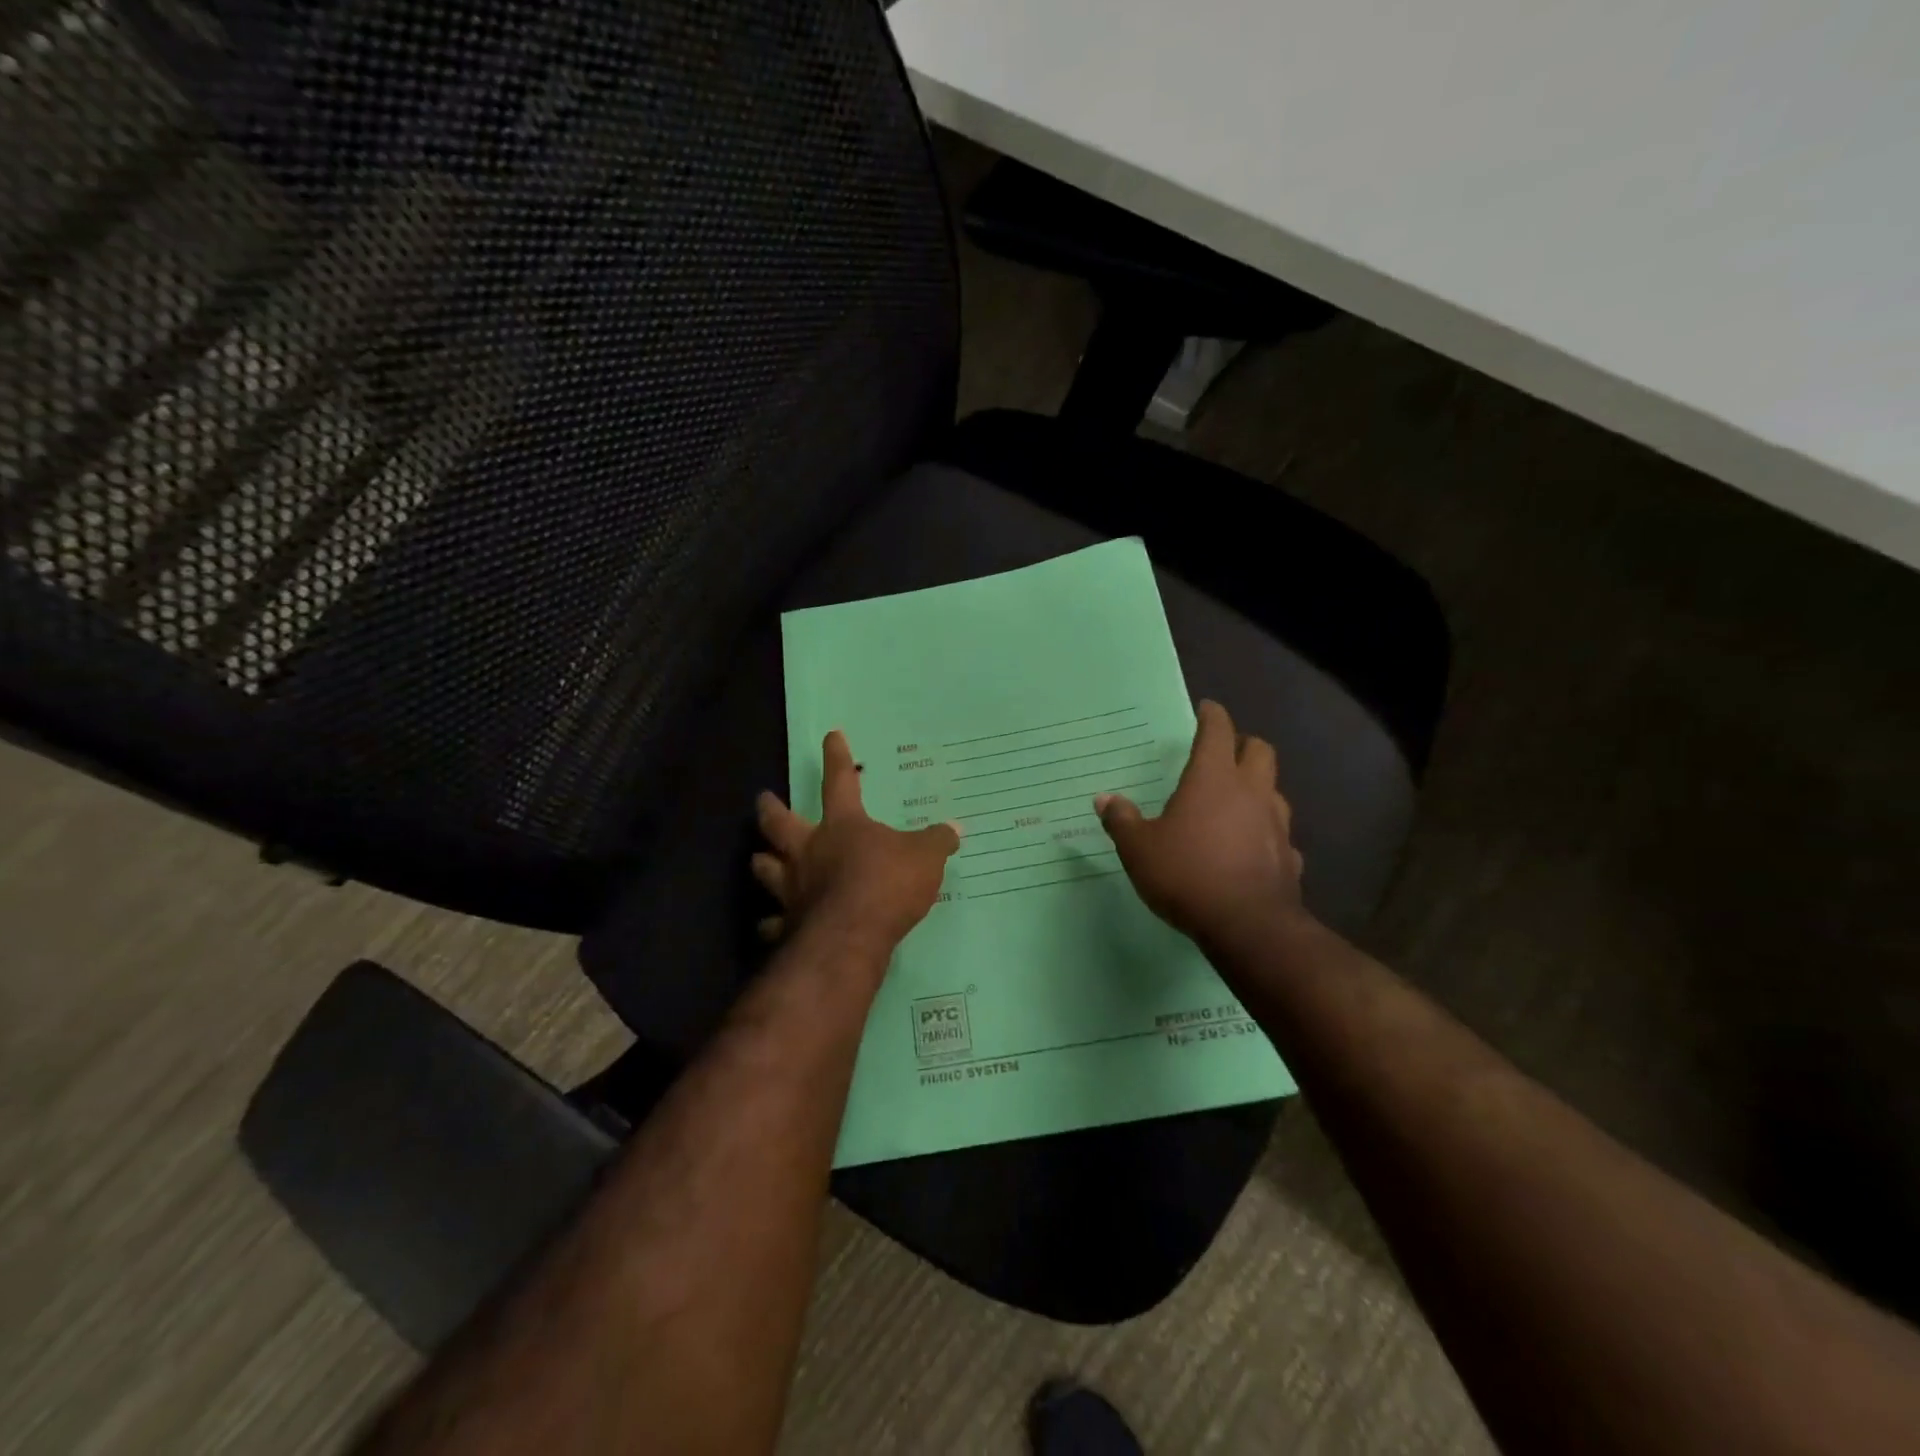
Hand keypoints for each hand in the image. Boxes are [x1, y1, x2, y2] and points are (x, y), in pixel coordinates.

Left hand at [754, 729, 960, 950]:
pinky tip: (769, 927)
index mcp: (843, 826)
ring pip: (766, 869)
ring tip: (758, 859)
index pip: (840, 781)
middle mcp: (810, 851)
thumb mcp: (925, 858)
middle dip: (770, 810)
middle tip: (762, 799)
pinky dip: (772, 924)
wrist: (851, 937)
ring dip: (762, 862)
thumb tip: (954, 829)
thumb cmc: (887, 884)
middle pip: (781, 824)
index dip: (837, 758)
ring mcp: (794, 889)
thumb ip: (936, 842)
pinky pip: (774, 923)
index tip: (831, 736)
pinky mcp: (788, 925)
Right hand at [1097, 700, 1305, 945]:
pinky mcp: (1290, 857)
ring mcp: (1276, 824)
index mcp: (1213, 779)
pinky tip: (1251, 847)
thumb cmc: (1186, 874)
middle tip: (1224, 751)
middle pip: (1260, 750)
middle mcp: (1251, 792)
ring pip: (1274, 790)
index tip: (1206, 709)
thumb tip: (1105, 799)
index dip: (1212, 716)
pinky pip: (1279, 834)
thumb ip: (1121, 820)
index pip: (1218, 731)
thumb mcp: (1139, 849)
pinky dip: (1266, 832)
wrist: (1247, 926)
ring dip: (1258, 787)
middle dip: (1243, 744)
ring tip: (1237, 800)